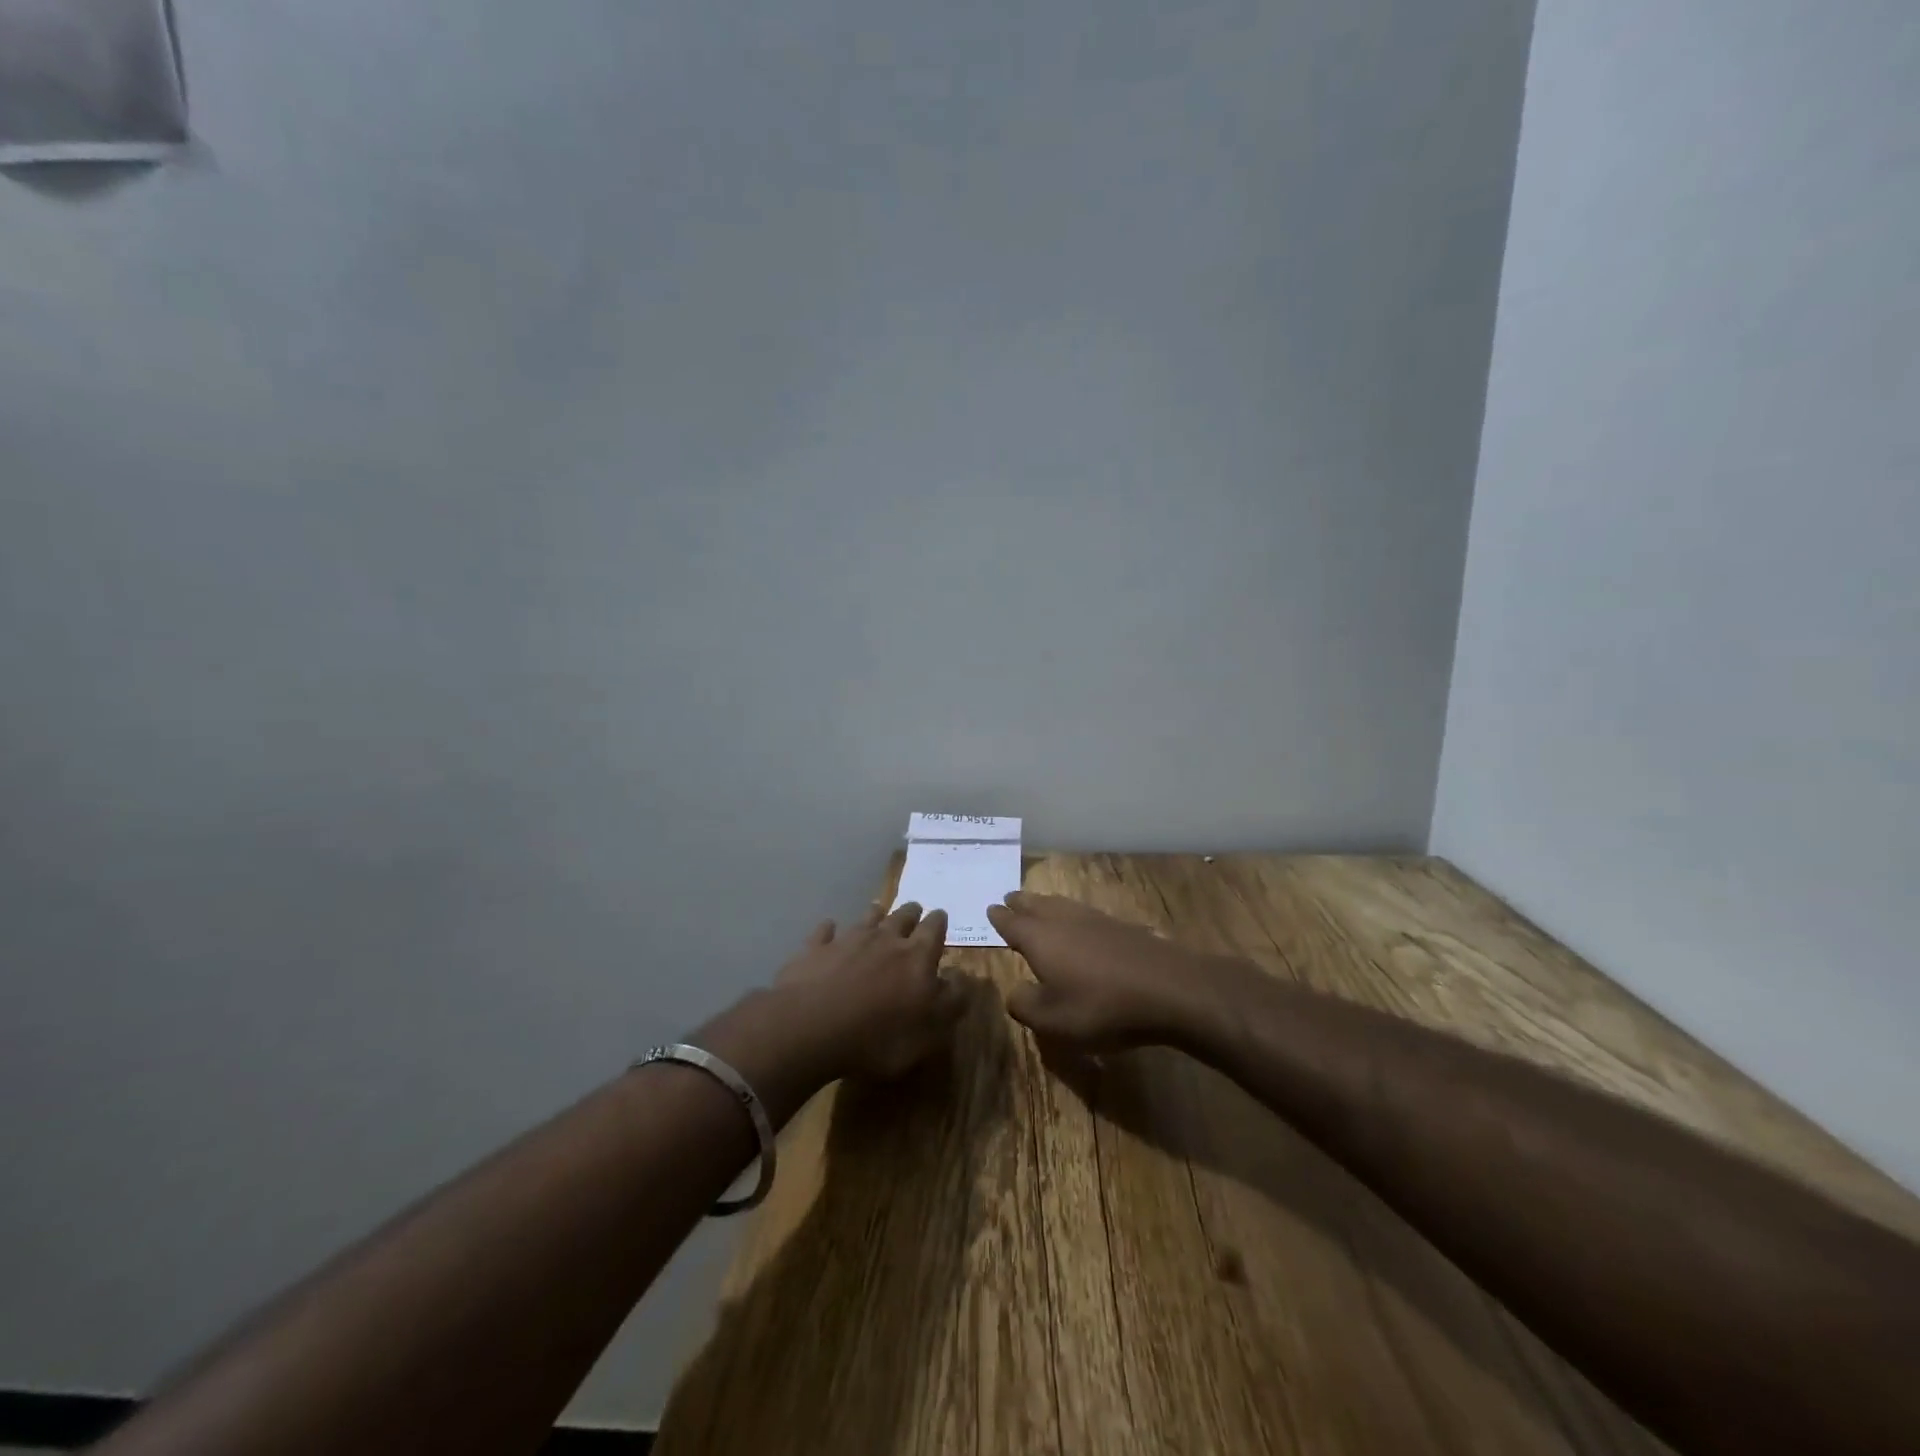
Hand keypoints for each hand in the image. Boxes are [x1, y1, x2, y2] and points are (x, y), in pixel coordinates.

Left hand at [772, 901, 965, 1080]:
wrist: (811, 1028)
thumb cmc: (879, 1036)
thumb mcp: (929, 1031)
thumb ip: (952, 1002)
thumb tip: (964, 979)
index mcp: (917, 956)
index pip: (934, 929)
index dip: (938, 923)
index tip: (940, 916)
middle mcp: (885, 939)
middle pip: (902, 917)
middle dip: (911, 913)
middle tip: (914, 911)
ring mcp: (847, 940)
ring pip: (867, 918)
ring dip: (875, 915)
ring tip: (878, 912)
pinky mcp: (815, 949)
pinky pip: (825, 932)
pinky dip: (829, 930)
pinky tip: (829, 929)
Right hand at [987, 891, 1233, 1052]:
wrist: (1168, 989)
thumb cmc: (1101, 1006)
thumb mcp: (1053, 1020)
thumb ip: (1025, 1005)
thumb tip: (1013, 992)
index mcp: (1040, 938)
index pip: (1012, 923)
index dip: (1000, 918)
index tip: (991, 908)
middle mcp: (1063, 920)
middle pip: (1036, 905)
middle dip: (1021, 903)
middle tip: (1010, 898)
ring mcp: (1095, 919)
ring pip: (1062, 905)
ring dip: (1046, 903)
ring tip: (1040, 904)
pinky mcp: (1122, 927)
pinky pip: (1086, 913)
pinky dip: (1073, 914)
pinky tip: (1081, 923)